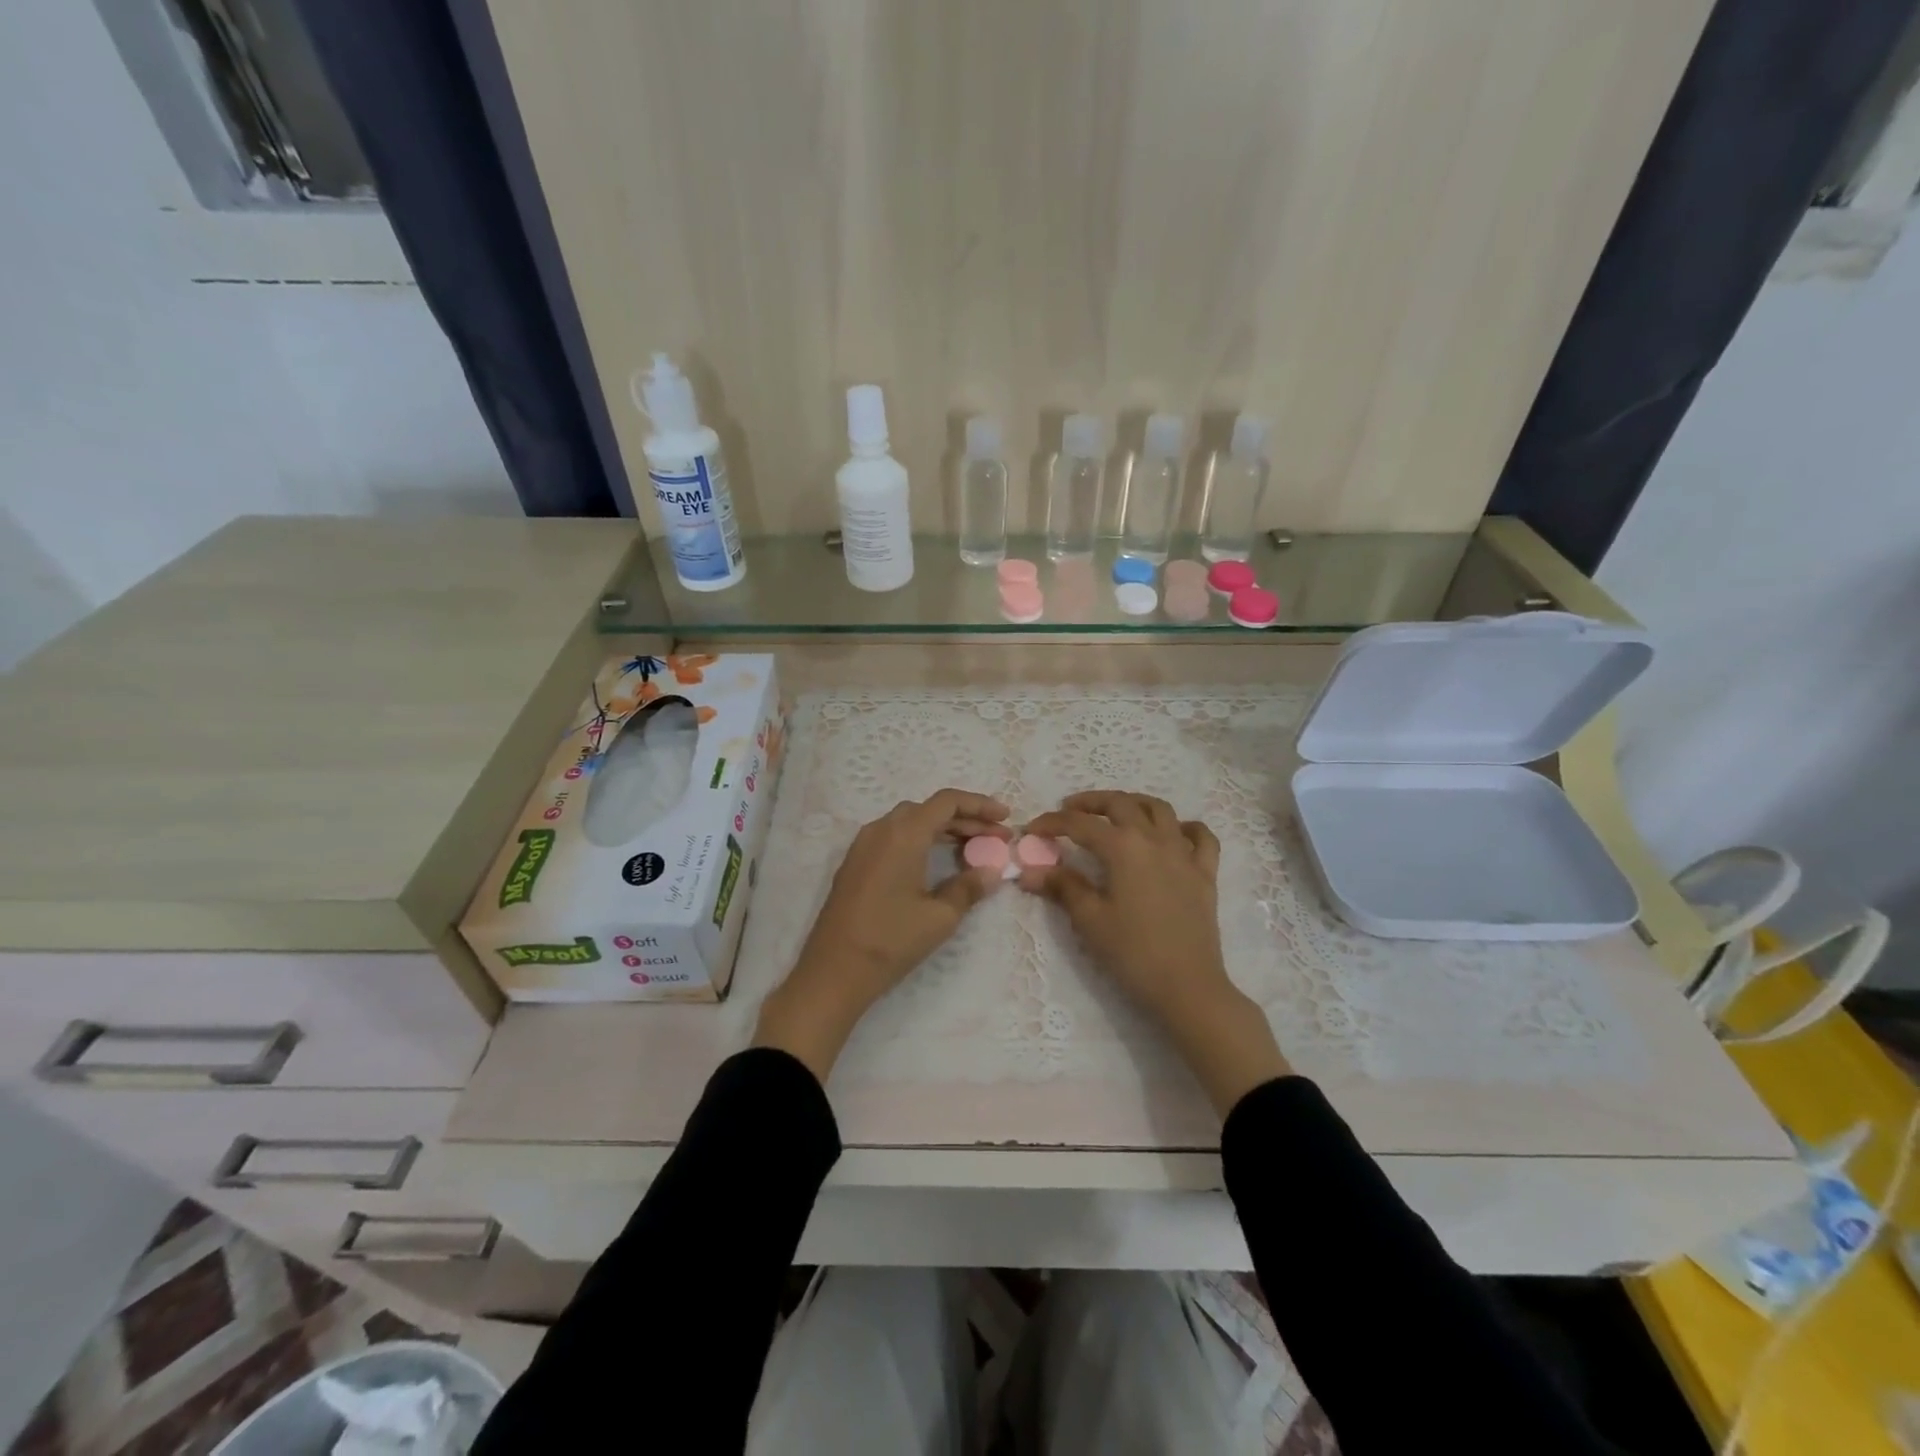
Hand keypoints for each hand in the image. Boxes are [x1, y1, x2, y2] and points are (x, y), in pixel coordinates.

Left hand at [753, 789, 1009, 1079]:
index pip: (947, 802)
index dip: (980, 805)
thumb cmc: (891, 940)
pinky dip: (921, 840)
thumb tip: (992, 871)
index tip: (1006, 818)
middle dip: (966, 819)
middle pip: (929, 809)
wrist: (834, 970)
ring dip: (943, 829)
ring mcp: (864, 845)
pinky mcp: (855, 863)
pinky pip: (894, 837)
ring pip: (910, 822)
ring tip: (973, 847)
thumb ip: (969, 887)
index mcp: (904, 833)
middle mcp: (881, 829)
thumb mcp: (940, 917)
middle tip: (996, 837)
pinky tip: (937, 861)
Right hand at [1022, 791, 1290, 1114]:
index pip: (1080, 824)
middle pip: (1120, 804)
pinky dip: (1184, 827)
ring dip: (1133, 803)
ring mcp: (1184, 854)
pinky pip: (1200, 837)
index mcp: (1123, 848)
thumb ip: (1063, 887)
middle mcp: (1154, 839)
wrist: (1188, 986)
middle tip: (1069, 810)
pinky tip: (1173, 834)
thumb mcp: (1090, 920)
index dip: (1053, 823)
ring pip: (1160, 810)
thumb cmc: (1133, 953)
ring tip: (1116, 812)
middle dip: (1090, 802)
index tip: (1032, 829)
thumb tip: (1030, 871)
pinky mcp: (1205, 873)